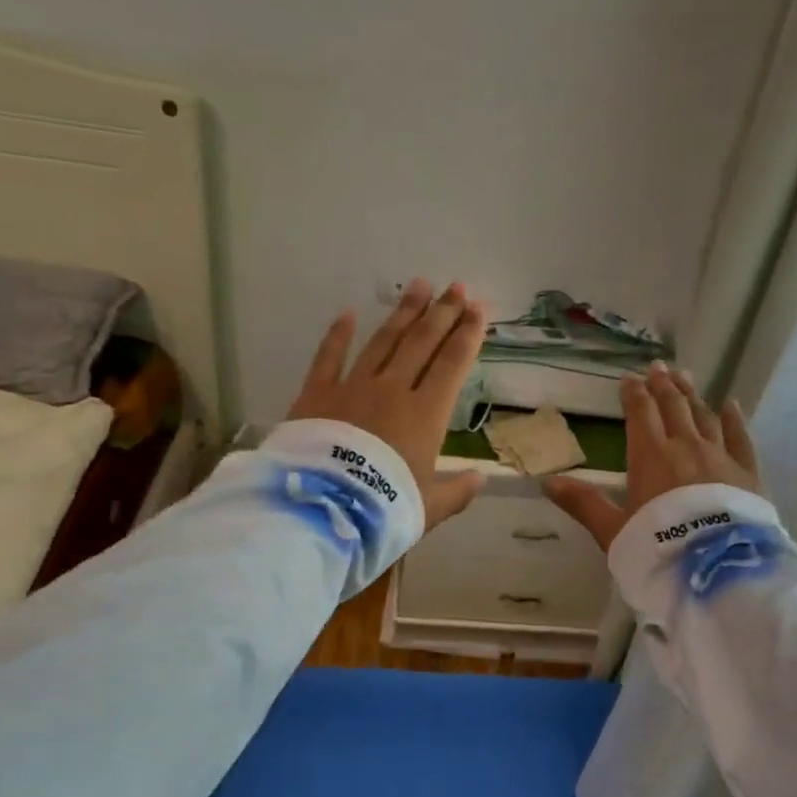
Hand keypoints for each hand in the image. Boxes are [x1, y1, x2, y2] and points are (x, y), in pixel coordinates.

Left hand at [287, 279, 486, 529]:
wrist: (324, 510)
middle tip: (457, 287)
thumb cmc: (384, 509)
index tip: (479, 309)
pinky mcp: (316, 394)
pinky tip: (346, 314)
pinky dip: (337, 335)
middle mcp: (392, 390)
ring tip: (419, 287)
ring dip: (403, 313)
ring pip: (383, 341)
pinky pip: (328, 357)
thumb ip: (457, 492)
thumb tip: (480, 479)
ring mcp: (353, 387)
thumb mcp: (429, 508)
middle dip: (442, 313)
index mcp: (426, 414)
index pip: (453, 364)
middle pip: (422, 343)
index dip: (468, 334)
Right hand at [543, 361, 759, 551]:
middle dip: (663, 385)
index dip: (633, 394)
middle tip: (658, 367)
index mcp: (650, 456)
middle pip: (674, 407)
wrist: (716, 570)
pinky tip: (730, 404)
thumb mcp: (612, 530)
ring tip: (685, 377)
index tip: (629, 378)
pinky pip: (740, 437)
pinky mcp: (747, 473)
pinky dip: (733, 418)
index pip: (641, 414)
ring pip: (704, 416)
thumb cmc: (657, 549)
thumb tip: (548, 482)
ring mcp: (720, 457)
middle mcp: (686, 447)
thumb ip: (583, 503)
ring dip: (692, 395)